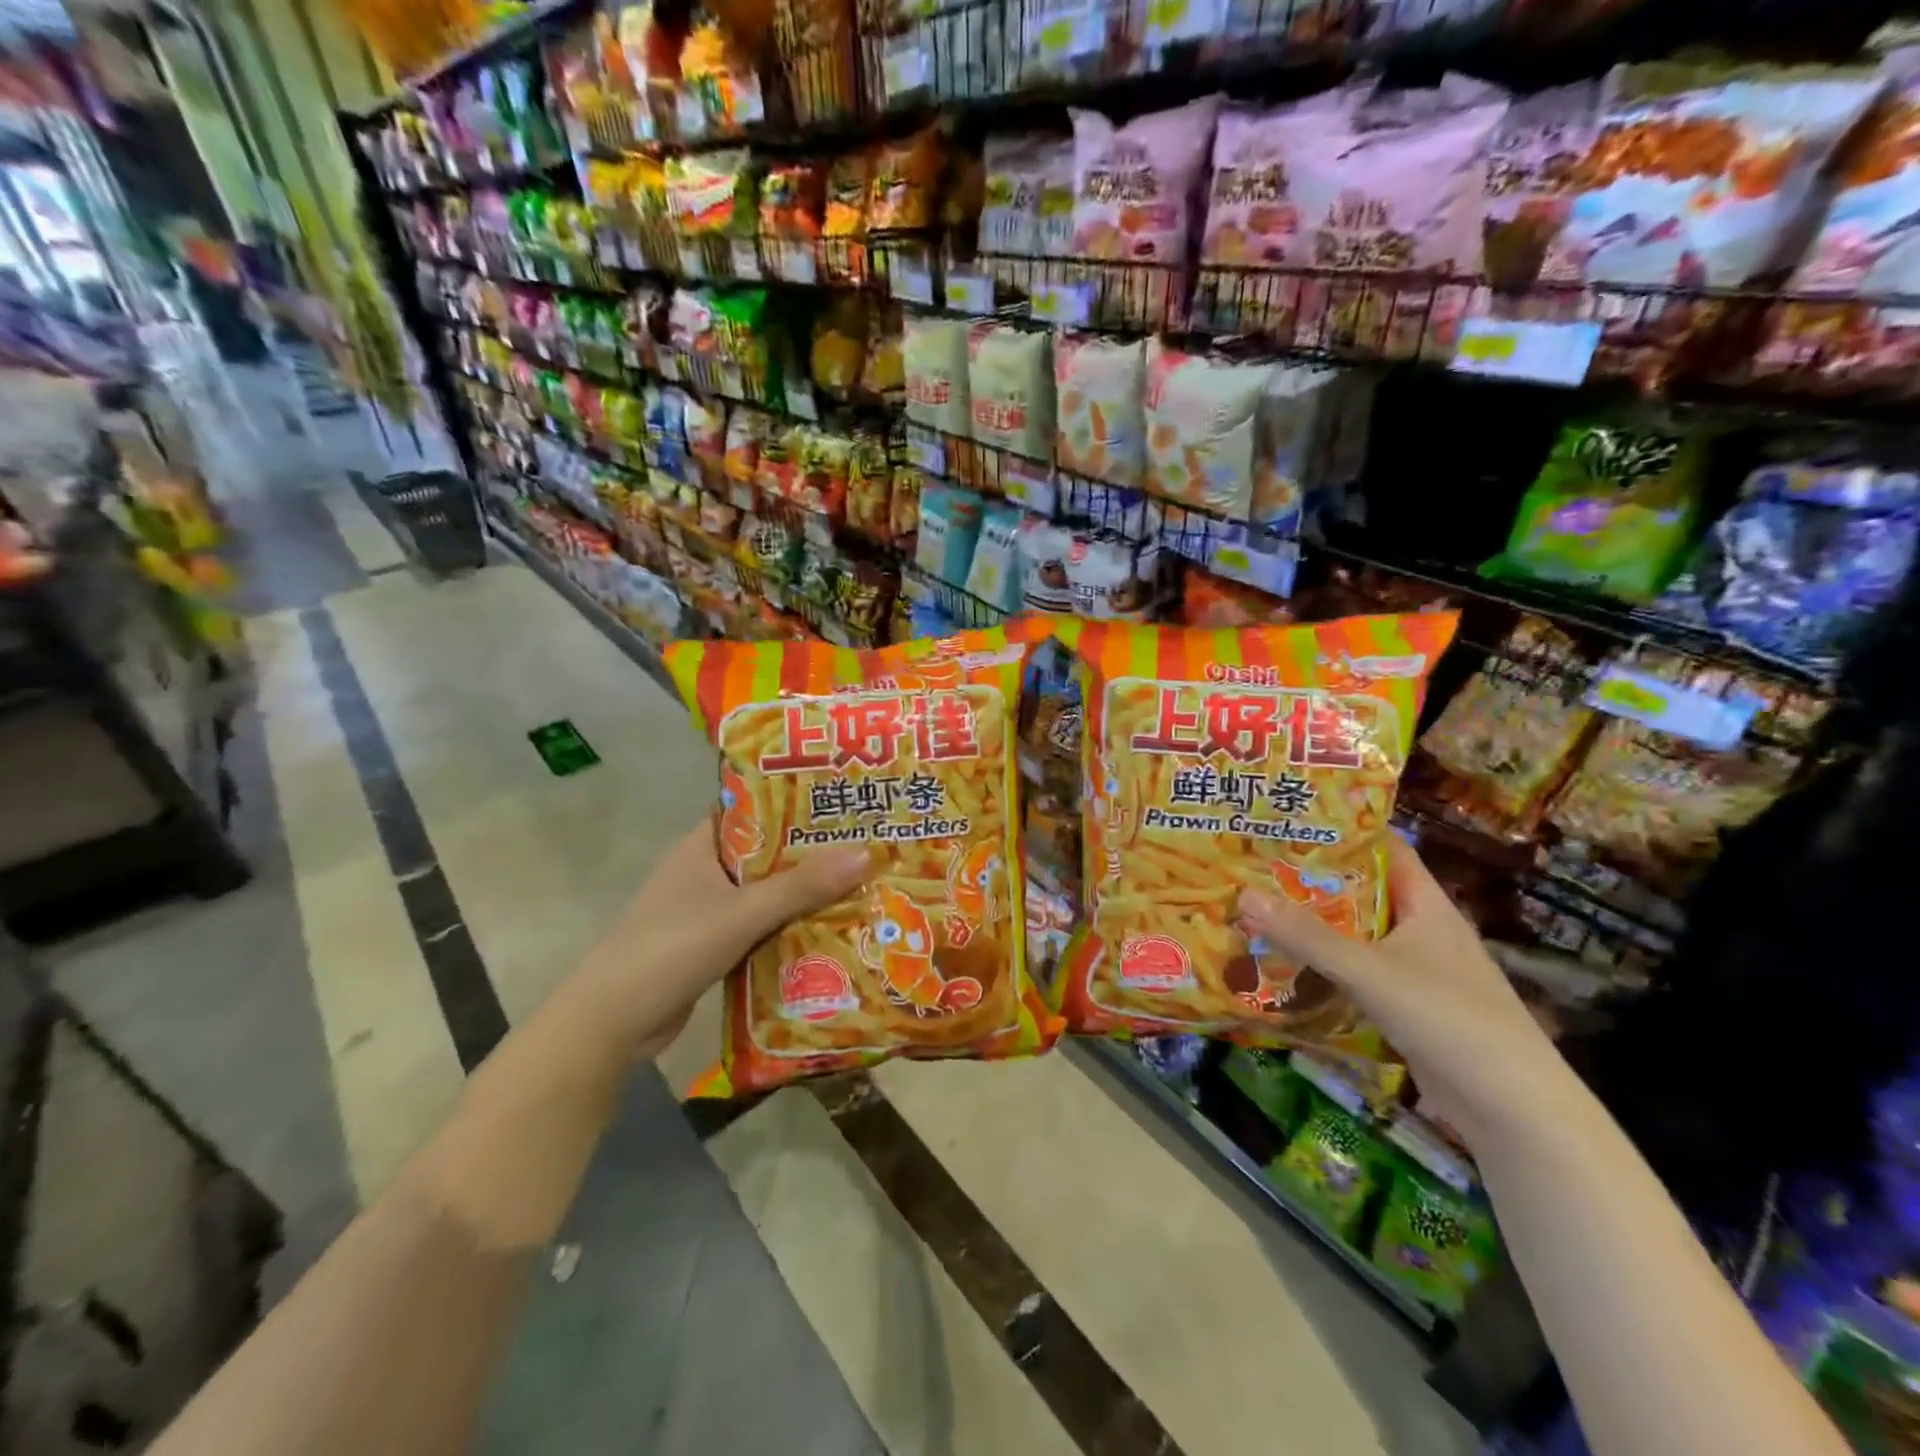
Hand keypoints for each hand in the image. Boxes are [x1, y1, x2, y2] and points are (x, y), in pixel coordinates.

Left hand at [575, 816, 871, 1060]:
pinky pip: (758, 926)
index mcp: (702, 846)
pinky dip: (786, 927)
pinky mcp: (710, 945)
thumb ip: (802, 886)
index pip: (752, 808)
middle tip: (865, 843)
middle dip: (810, 852)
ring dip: (802, 893)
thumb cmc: (672, 948)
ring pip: (764, 892)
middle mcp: (704, 871)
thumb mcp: (742, 913)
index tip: (841, 798)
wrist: (612, 1022)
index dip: (794, 800)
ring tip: (859, 883)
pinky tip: (827, 930)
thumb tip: (866, 853)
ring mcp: (705, 910)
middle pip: (766, 852)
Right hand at [1237, 836, 1569, 1146]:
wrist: (1512, 1109)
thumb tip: (1243, 895)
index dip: (1343, 830)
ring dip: (1315, 925)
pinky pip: (1357, 972)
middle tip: (1257, 864)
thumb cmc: (1449, 1018)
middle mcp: (1423, 930)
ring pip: (1357, 934)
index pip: (1386, 849)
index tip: (1292, 820)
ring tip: (1259, 907)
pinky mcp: (1407, 1006)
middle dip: (1314, 879)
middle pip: (1363, 891)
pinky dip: (1325, 964)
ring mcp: (1417, 970)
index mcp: (1428, 905)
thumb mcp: (1370, 971)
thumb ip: (1307, 936)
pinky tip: (1286, 964)